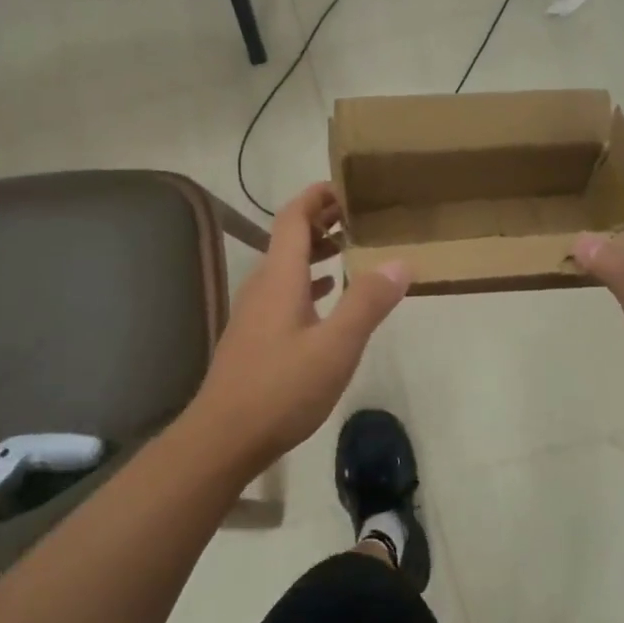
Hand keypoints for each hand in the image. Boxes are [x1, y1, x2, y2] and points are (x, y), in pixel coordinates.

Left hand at [190, 184, 409, 468]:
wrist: (223, 436)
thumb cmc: (281, 388)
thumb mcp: (335, 347)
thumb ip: (366, 302)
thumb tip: (400, 261)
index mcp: (280, 277)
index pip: (293, 217)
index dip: (317, 196)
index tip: (347, 186)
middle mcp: (262, 285)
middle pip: (289, 238)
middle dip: (322, 221)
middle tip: (360, 217)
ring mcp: (254, 311)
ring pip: (286, 267)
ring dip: (315, 252)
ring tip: (349, 250)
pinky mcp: (254, 335)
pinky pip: (283, 292)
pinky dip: (307, 283)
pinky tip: (326, 299)